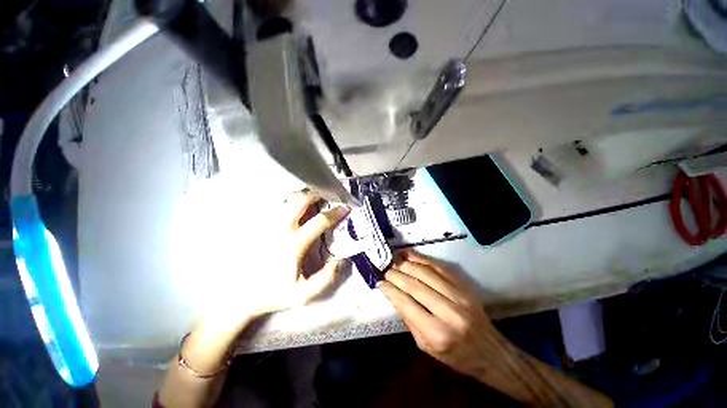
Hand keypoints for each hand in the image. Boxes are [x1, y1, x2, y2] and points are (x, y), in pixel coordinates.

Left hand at [198, 190, 349, 333]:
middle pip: (300, 201)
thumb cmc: (273, 293)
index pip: (320, 221)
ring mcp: (268, 225)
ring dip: (303, 196)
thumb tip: (342, 261)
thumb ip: (325, 279)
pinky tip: (295, 206)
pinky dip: (290, 202)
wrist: (239, 295)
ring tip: (314, 197)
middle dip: (317, 194)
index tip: (345, 208)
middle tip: (328, 194)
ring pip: (287, 200)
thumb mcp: (303, 294)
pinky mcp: (259, 226)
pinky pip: (277, 206)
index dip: (335, 213)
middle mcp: (281, 229)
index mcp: (294, 244)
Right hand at [380, 252, 613, 406]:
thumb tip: (394, 294)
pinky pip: (439, 267)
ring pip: (426, 272)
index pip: (406, 303)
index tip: (380, 282)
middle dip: (396, 274)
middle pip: (415, 285)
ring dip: (407, 264)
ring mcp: (459, 296)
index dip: (391, 290)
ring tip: (394, 261)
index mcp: (437, 333)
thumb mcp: (426, 347)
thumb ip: (409, 319)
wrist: (491, 353)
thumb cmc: (456, 356)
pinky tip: (410, 255)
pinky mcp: (464, 287)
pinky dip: (422, 259)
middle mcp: (449, 312)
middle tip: (385, 270)